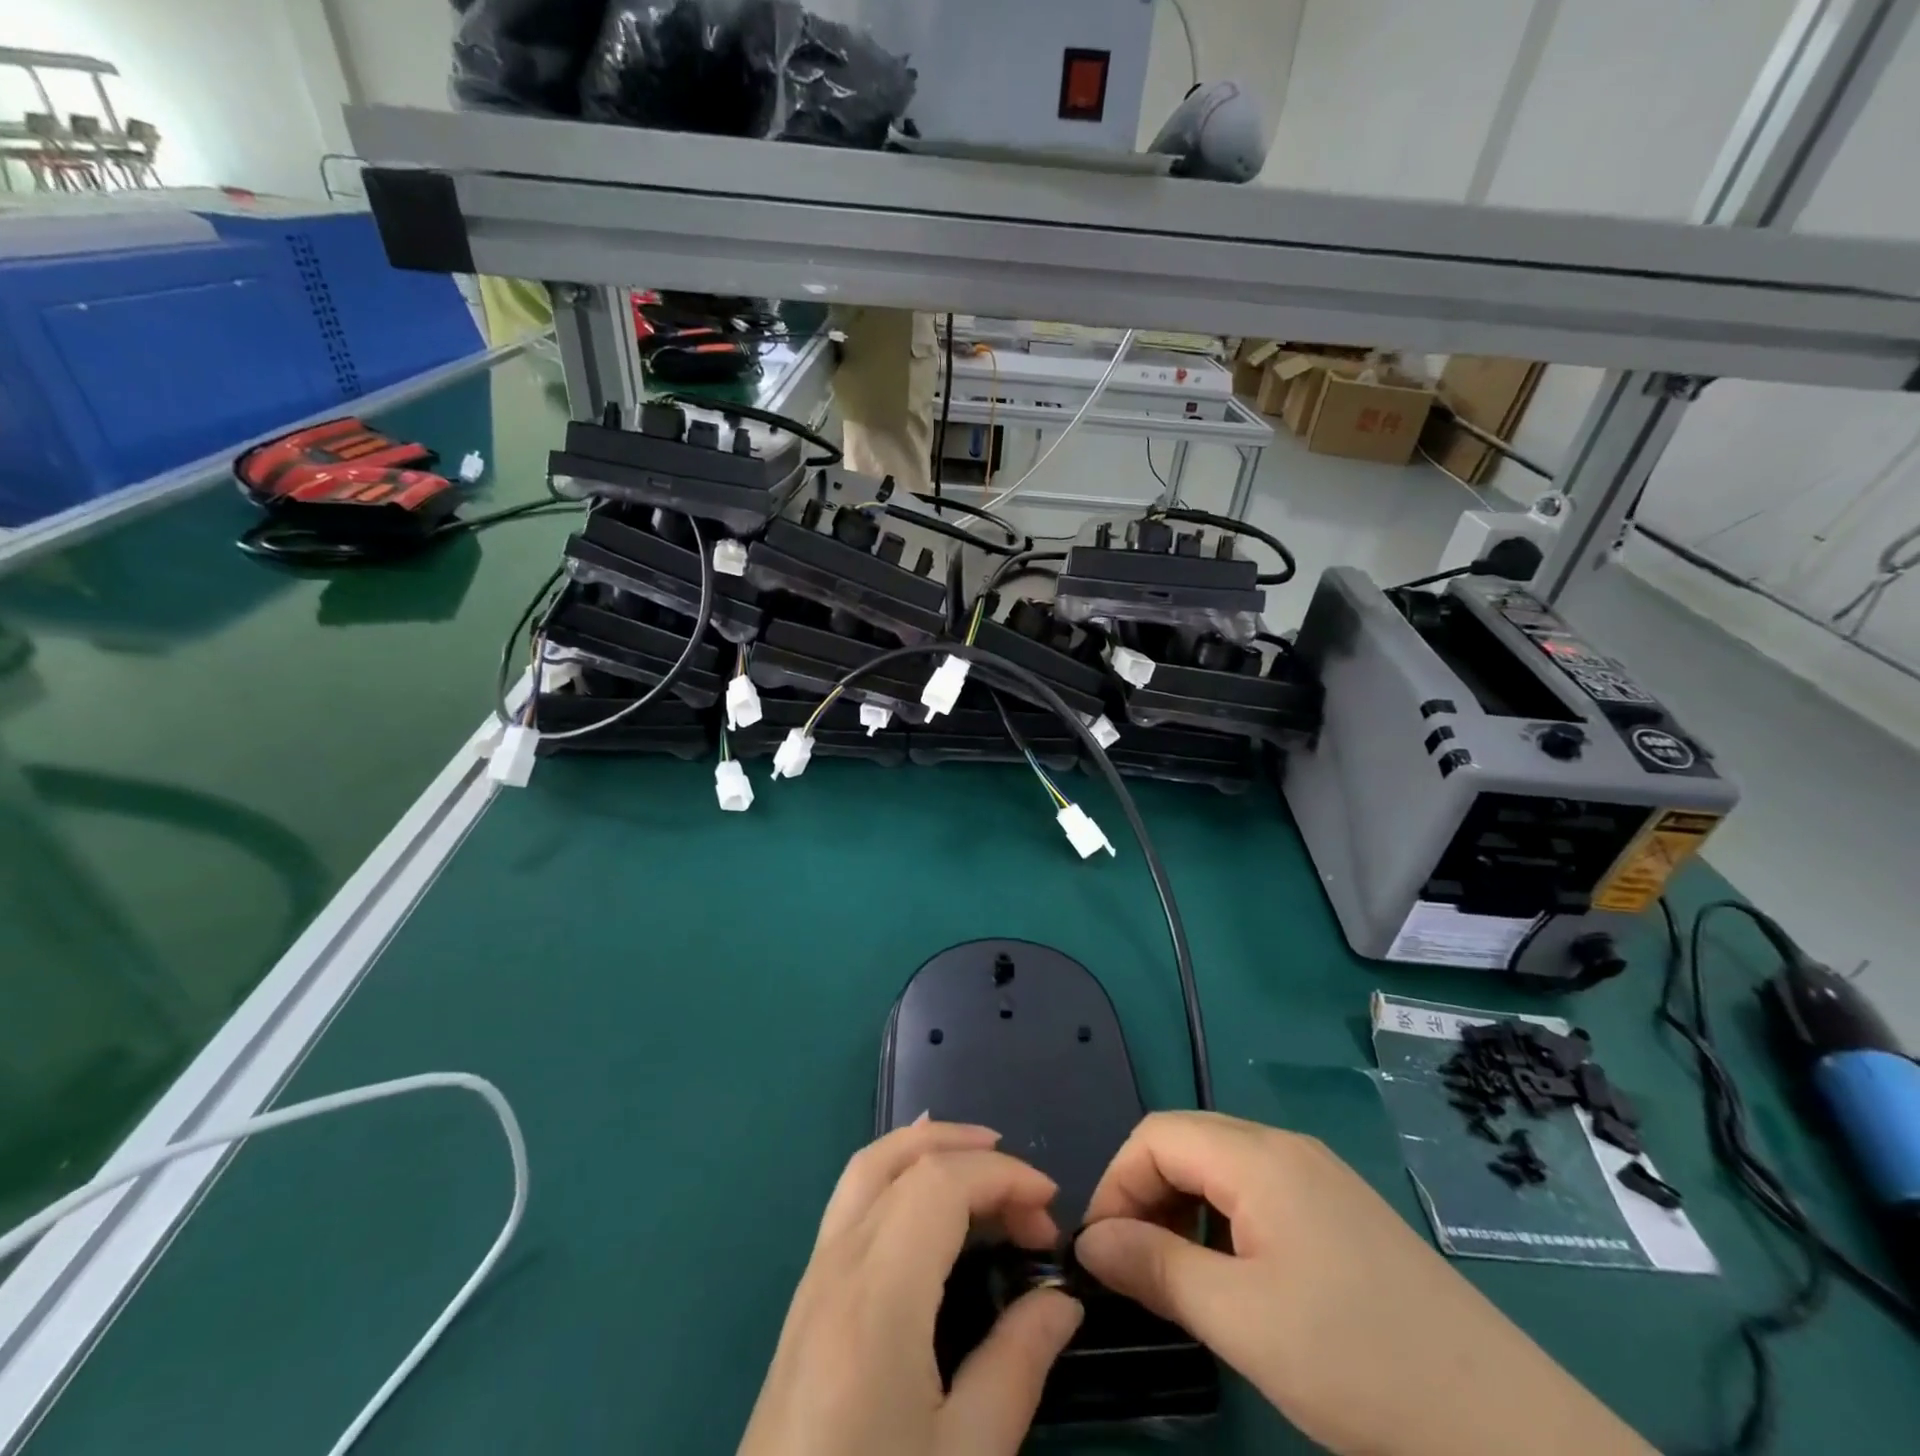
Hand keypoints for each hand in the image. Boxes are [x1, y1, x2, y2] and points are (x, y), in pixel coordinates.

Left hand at [738, 1120, 1083, 1455]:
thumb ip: (1017, 1365)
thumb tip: (1062, 1300)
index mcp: (877, 1293)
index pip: (942, 1183)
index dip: (1003, 1176)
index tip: (1051, 1207)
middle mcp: (838, 1263)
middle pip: (903, 1160)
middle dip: (972, 1155)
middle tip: (1027, 1192)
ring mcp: (813, 1276)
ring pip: (868, 1167)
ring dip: (928, 1147)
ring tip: (981, 1160)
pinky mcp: (805, 1299)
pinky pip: (851, 1199)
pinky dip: (895, 1170)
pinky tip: (921, 1192)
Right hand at [1075, 1112, 1652, 1455]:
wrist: (1510, 1430)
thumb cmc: (1359, 1364)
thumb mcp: (1242, 1321)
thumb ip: (1155, 1268)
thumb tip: (1089, 1243)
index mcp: (1260, 1156)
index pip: (1156, 1135)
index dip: (1116, 1183)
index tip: (1101, 1253)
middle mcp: (1286, 1147)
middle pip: (1187, 1143)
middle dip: (1146, 1195)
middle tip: (1134, 1269)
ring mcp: (1320, 1177)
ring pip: (1221, 1168)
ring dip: (1183, 1210)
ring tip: (1179, 1278)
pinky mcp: (1342, 1212)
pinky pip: (1258, 1193)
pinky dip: (1223, 1223)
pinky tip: (1236, 1279)